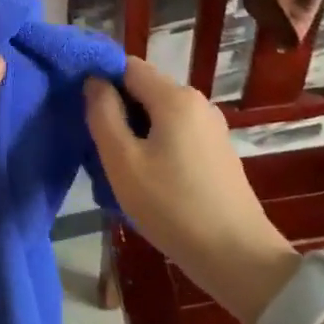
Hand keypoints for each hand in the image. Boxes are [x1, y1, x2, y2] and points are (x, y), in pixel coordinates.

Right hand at [86, 57, 297, 323]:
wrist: (238, 258)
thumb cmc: (172, 206)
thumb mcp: (122, 160)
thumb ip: (103, 113)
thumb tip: (94, 82)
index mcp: (175, 97)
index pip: (128, 66)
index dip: (102, 81)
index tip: (85, 112)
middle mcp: (198, 102)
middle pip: (145, 89)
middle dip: (119, 109)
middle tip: (100, 147)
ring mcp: (212, 127)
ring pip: (160, 114)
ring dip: (137, 131)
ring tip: (122, 168)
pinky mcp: (219, 151)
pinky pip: (177, 133)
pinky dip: (158, 145)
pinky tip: (151, 179)